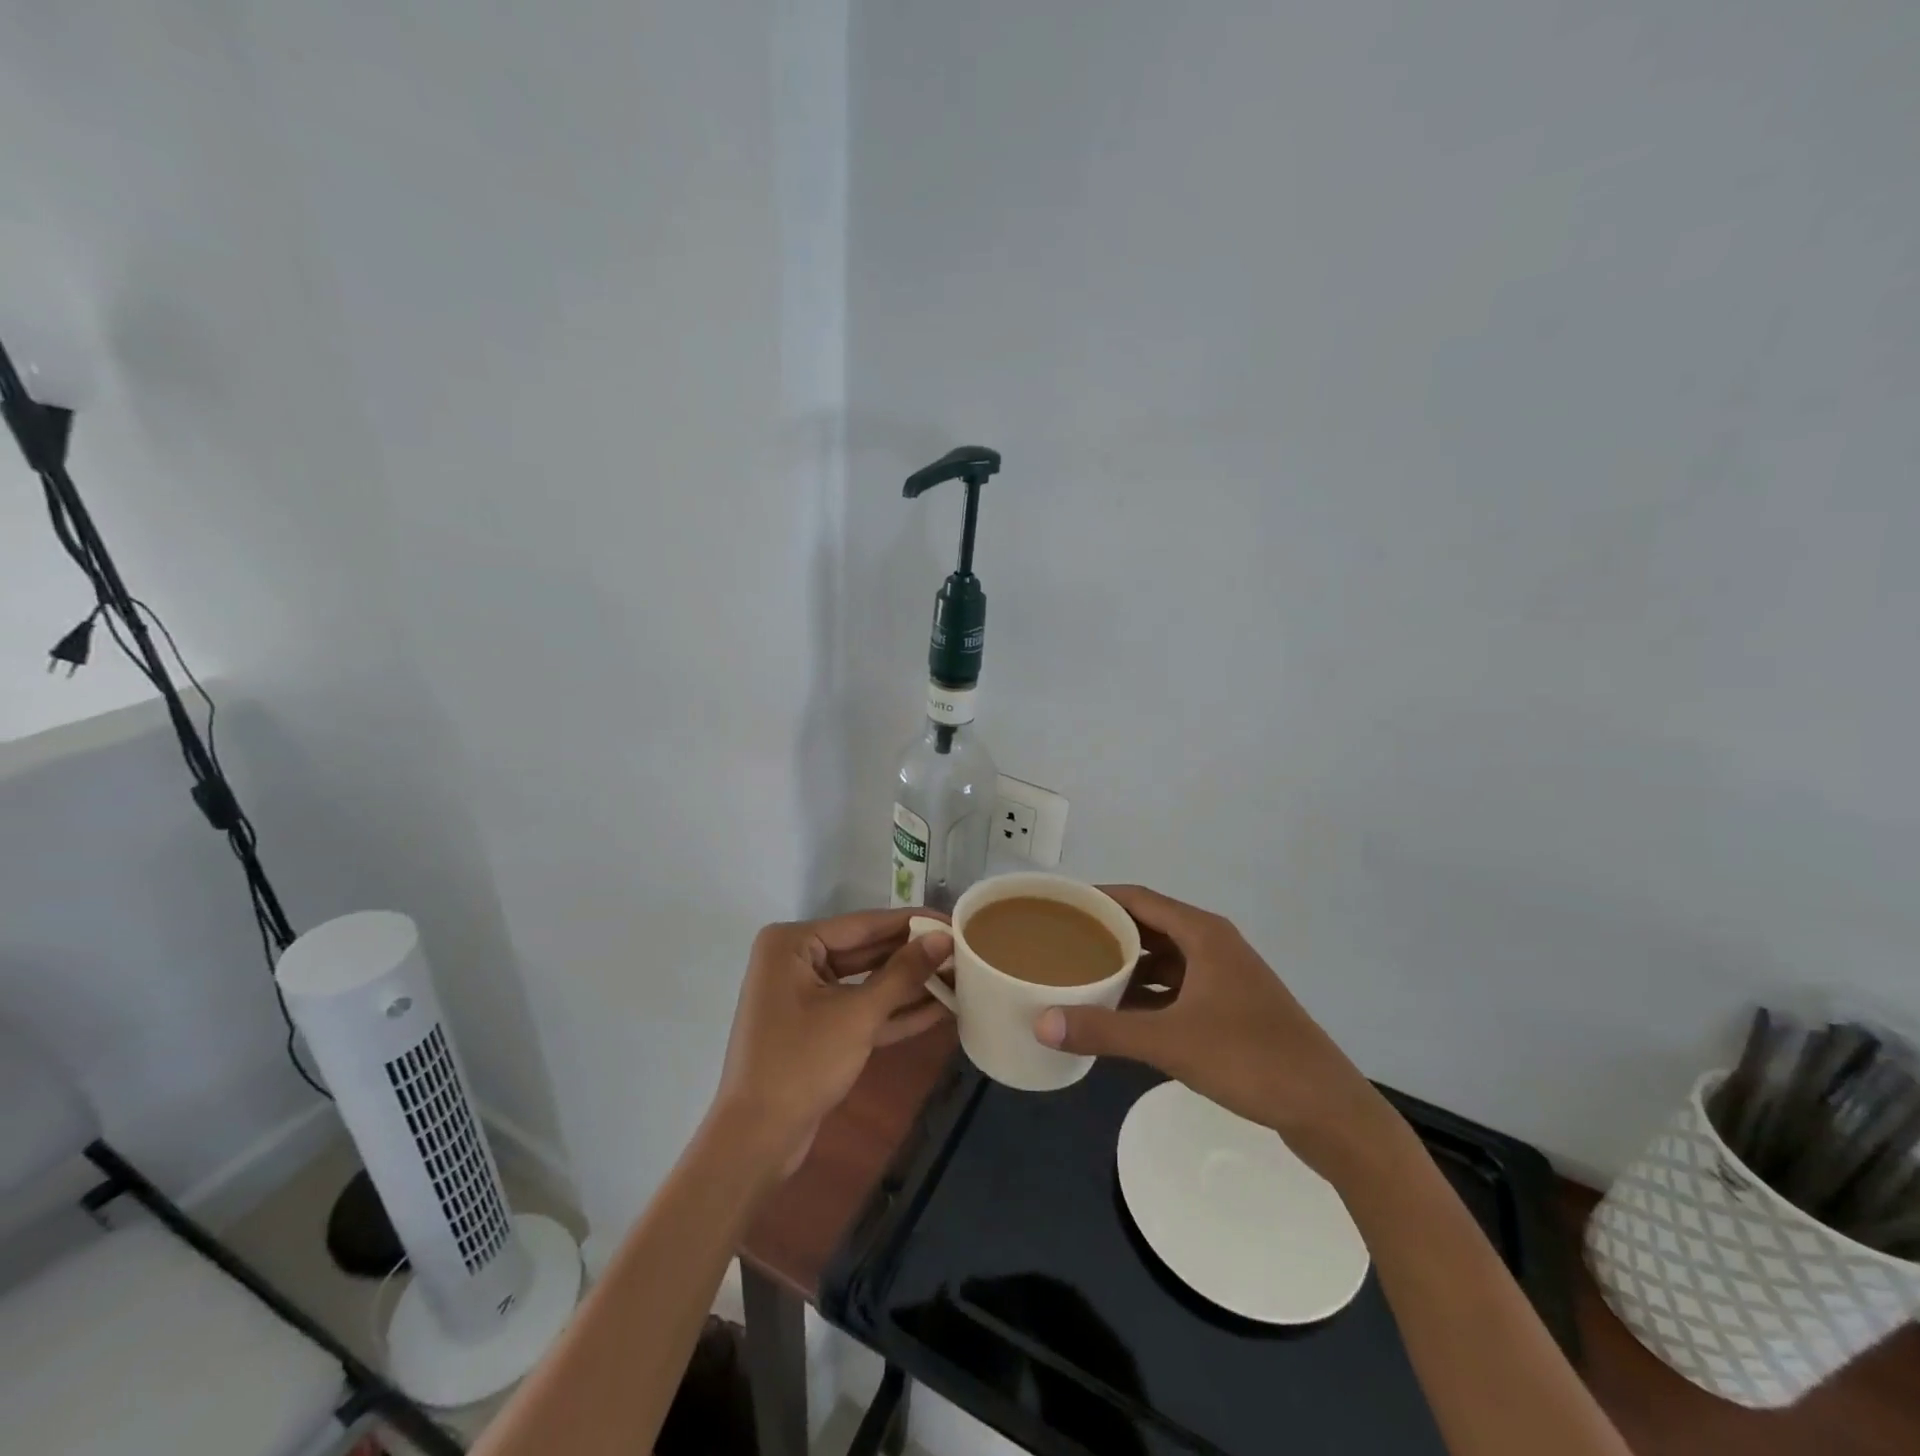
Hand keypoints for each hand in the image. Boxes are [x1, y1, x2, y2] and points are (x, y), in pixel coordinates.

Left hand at [709, 909, 953, 1179]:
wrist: (757, 1140)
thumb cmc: (801, 1063)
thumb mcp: (858, 1015)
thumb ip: (903, 973)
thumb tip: (944, 938)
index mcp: (793, 943)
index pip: (864, 924)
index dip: (912, 922)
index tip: (954, 920)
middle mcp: (796, 960)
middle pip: (866, 950)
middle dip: (914, 956)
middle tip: (963, 950)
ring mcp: (805, 995)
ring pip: (866, 981)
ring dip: (909, 985)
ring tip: (960, 976)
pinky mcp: (817, 1027)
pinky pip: (860, 1008)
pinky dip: (894, 1011)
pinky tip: (939, 1008)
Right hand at [1034, 885, 1395, 1171]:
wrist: (1328, 1110)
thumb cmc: (1251, 1059)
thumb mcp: (1171, 1042)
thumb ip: (1105, 1030)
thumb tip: (1040, 1023)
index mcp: (1202, 933)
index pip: (1137, 898)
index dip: (1097, 897)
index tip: (1057, 906)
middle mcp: (1213, 944)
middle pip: (1148, 925)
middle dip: (1106, 932)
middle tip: (1059, 941)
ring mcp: (1224, 977)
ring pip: (1162, 958)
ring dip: (1126, 964)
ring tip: (1080, 973)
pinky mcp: (1230, 1007)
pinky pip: (1175, 986)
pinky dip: (1146, 992)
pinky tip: (1118, 1011)